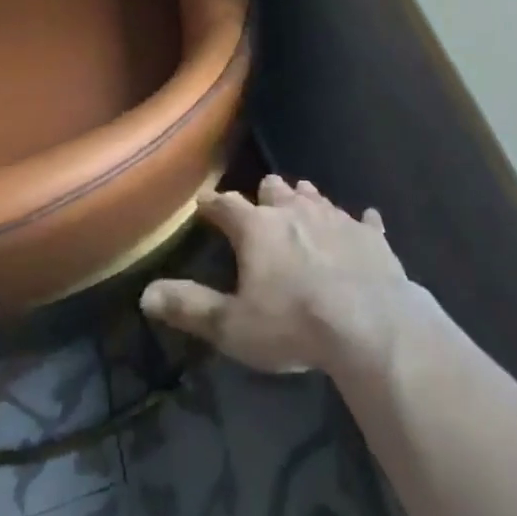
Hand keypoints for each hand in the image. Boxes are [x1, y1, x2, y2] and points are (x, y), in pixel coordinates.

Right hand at [141, 175, 418, 374]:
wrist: (369, 323)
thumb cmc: (293, 324)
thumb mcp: (232, 326)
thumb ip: (190, 308)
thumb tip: (146, 294)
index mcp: (258, 228)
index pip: (227, 205)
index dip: (213, 204)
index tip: (204, 203)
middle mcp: (295, 211)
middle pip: (275, 188)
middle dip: (265, 194)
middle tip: (261, 205)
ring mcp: (336, 218)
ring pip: (315, 197)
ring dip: (305, 200)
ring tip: (301, 204)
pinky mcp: (370, 235)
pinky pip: (364, 220)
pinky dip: (359, 223)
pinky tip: (366, 222)